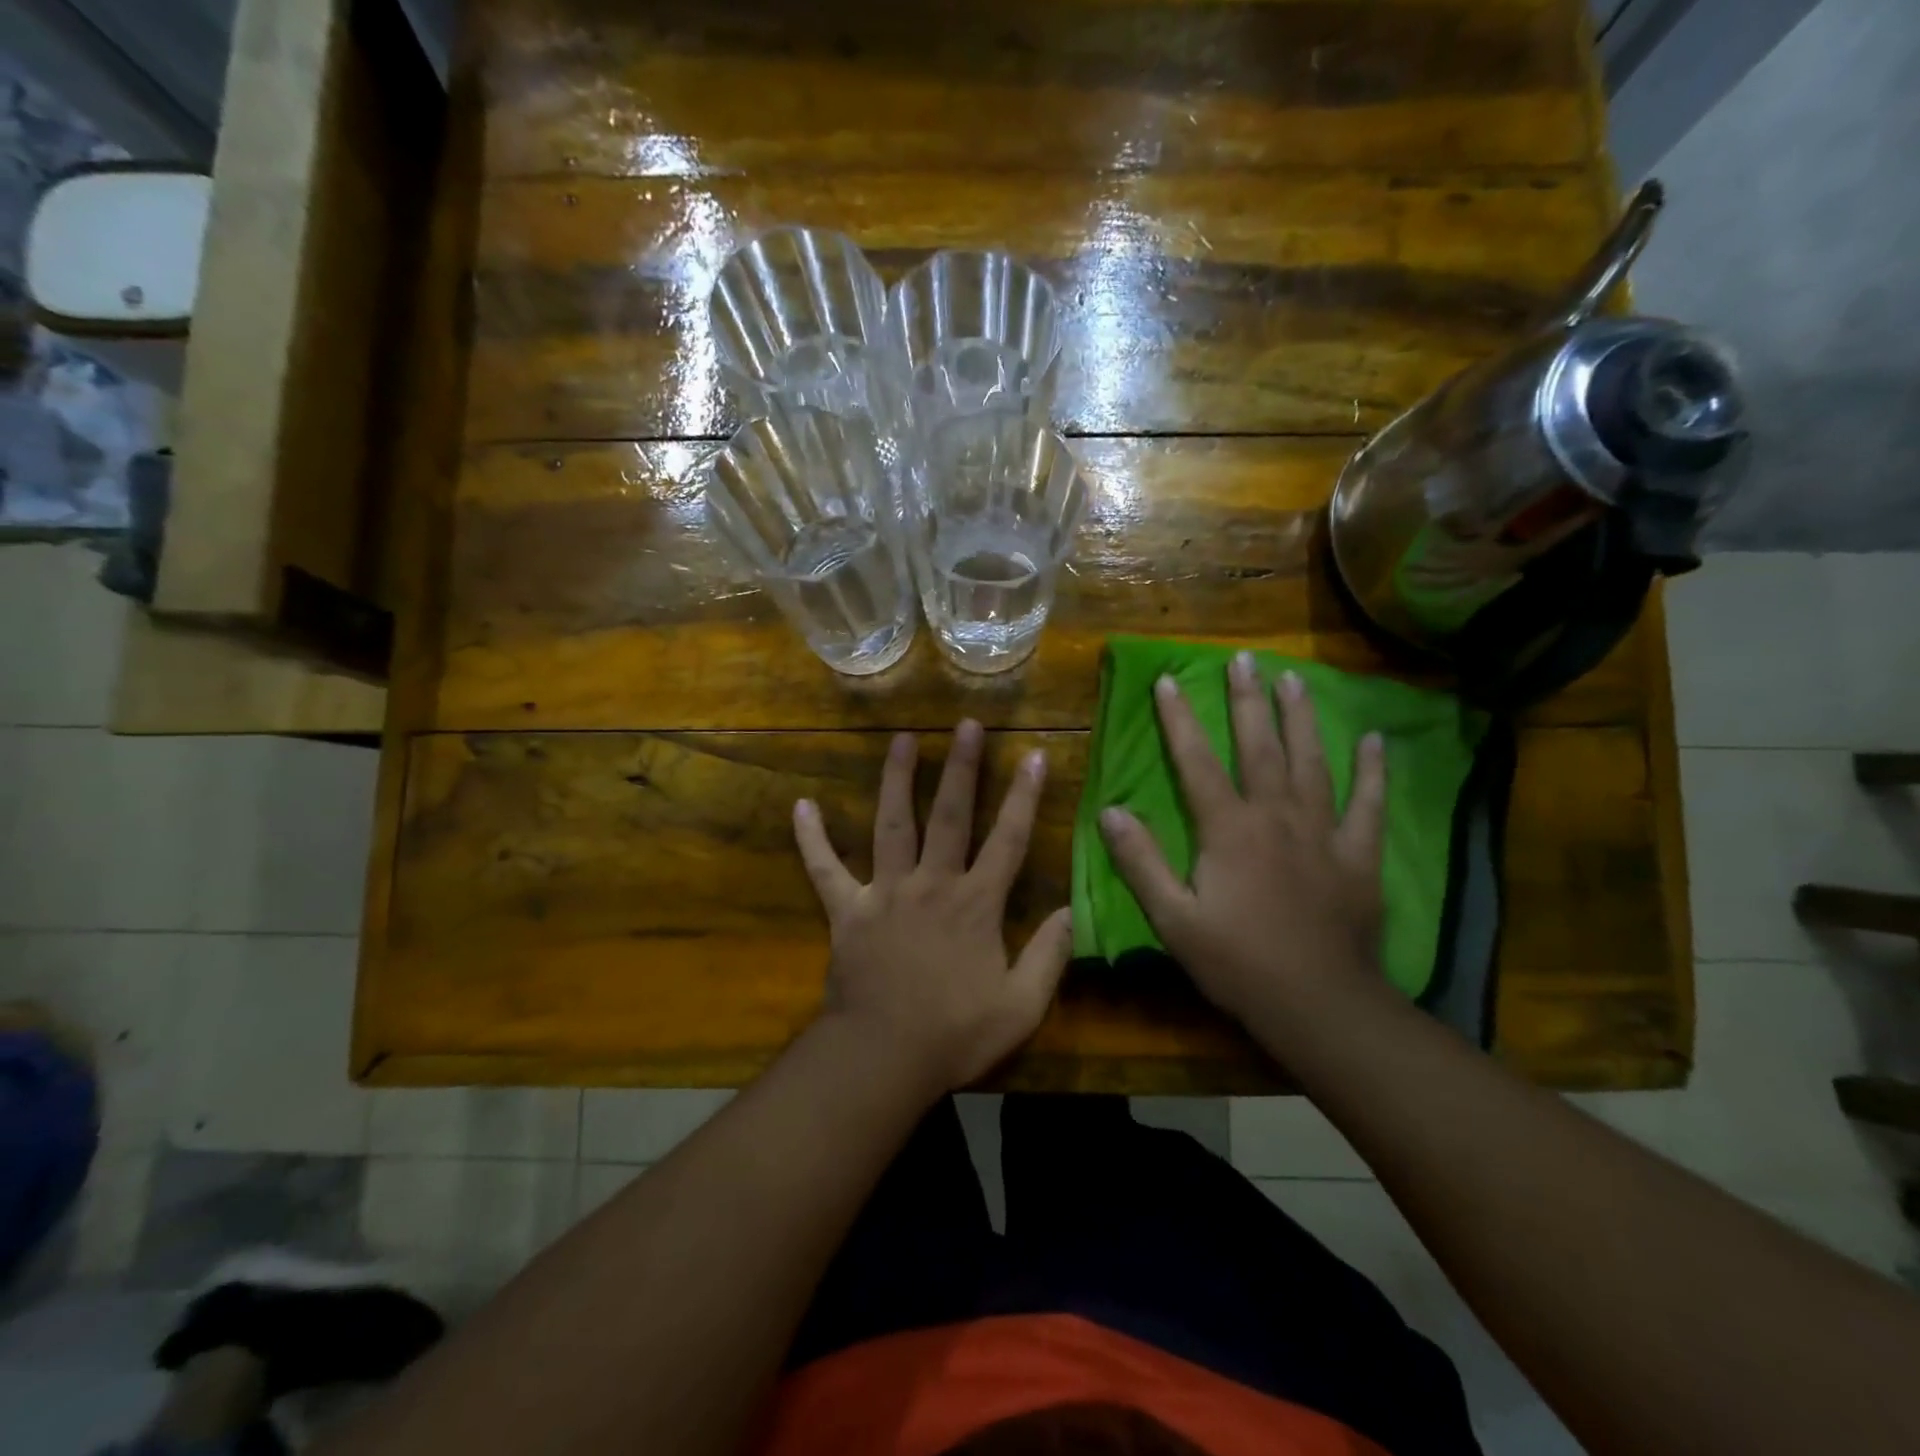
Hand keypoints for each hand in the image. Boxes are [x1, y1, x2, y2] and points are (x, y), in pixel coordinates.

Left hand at [793, 720, 1072, 1096]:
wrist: (882, 1058)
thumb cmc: (955, 1035)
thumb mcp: (1021, 1007)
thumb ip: (1050, 956)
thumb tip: (1073, 911)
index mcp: (975, 904)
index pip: (1008, 839)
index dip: (1024, 796)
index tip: (1033, 755)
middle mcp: (931, 884)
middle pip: (949, 815)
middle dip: (962, 768)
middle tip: (966, 725)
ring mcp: (884, 893)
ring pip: (892, 824)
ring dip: (896, 780)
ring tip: (902, 739)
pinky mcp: (846, 911)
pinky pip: (825, 869)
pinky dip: (812, 839)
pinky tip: (802, 806)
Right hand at [1097, 654, 1387, 1028]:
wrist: (1319, 1005)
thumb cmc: (1238, 963)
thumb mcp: (1173, 919)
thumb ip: (1141, 862)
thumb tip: (1110, 811)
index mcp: (1229, 830)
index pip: (1197, 762)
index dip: (1179, 720)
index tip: (1168, 681)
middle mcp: (1276, 817)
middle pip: (1260, 747)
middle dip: (1247, 700)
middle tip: (1244, 658)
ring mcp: (1323, 833)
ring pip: (1312, 762)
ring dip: (1302, 718)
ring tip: (1295, 679)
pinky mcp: (1358, 856)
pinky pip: (1368, 804)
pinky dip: (1372, 771)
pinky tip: (1375, 740)